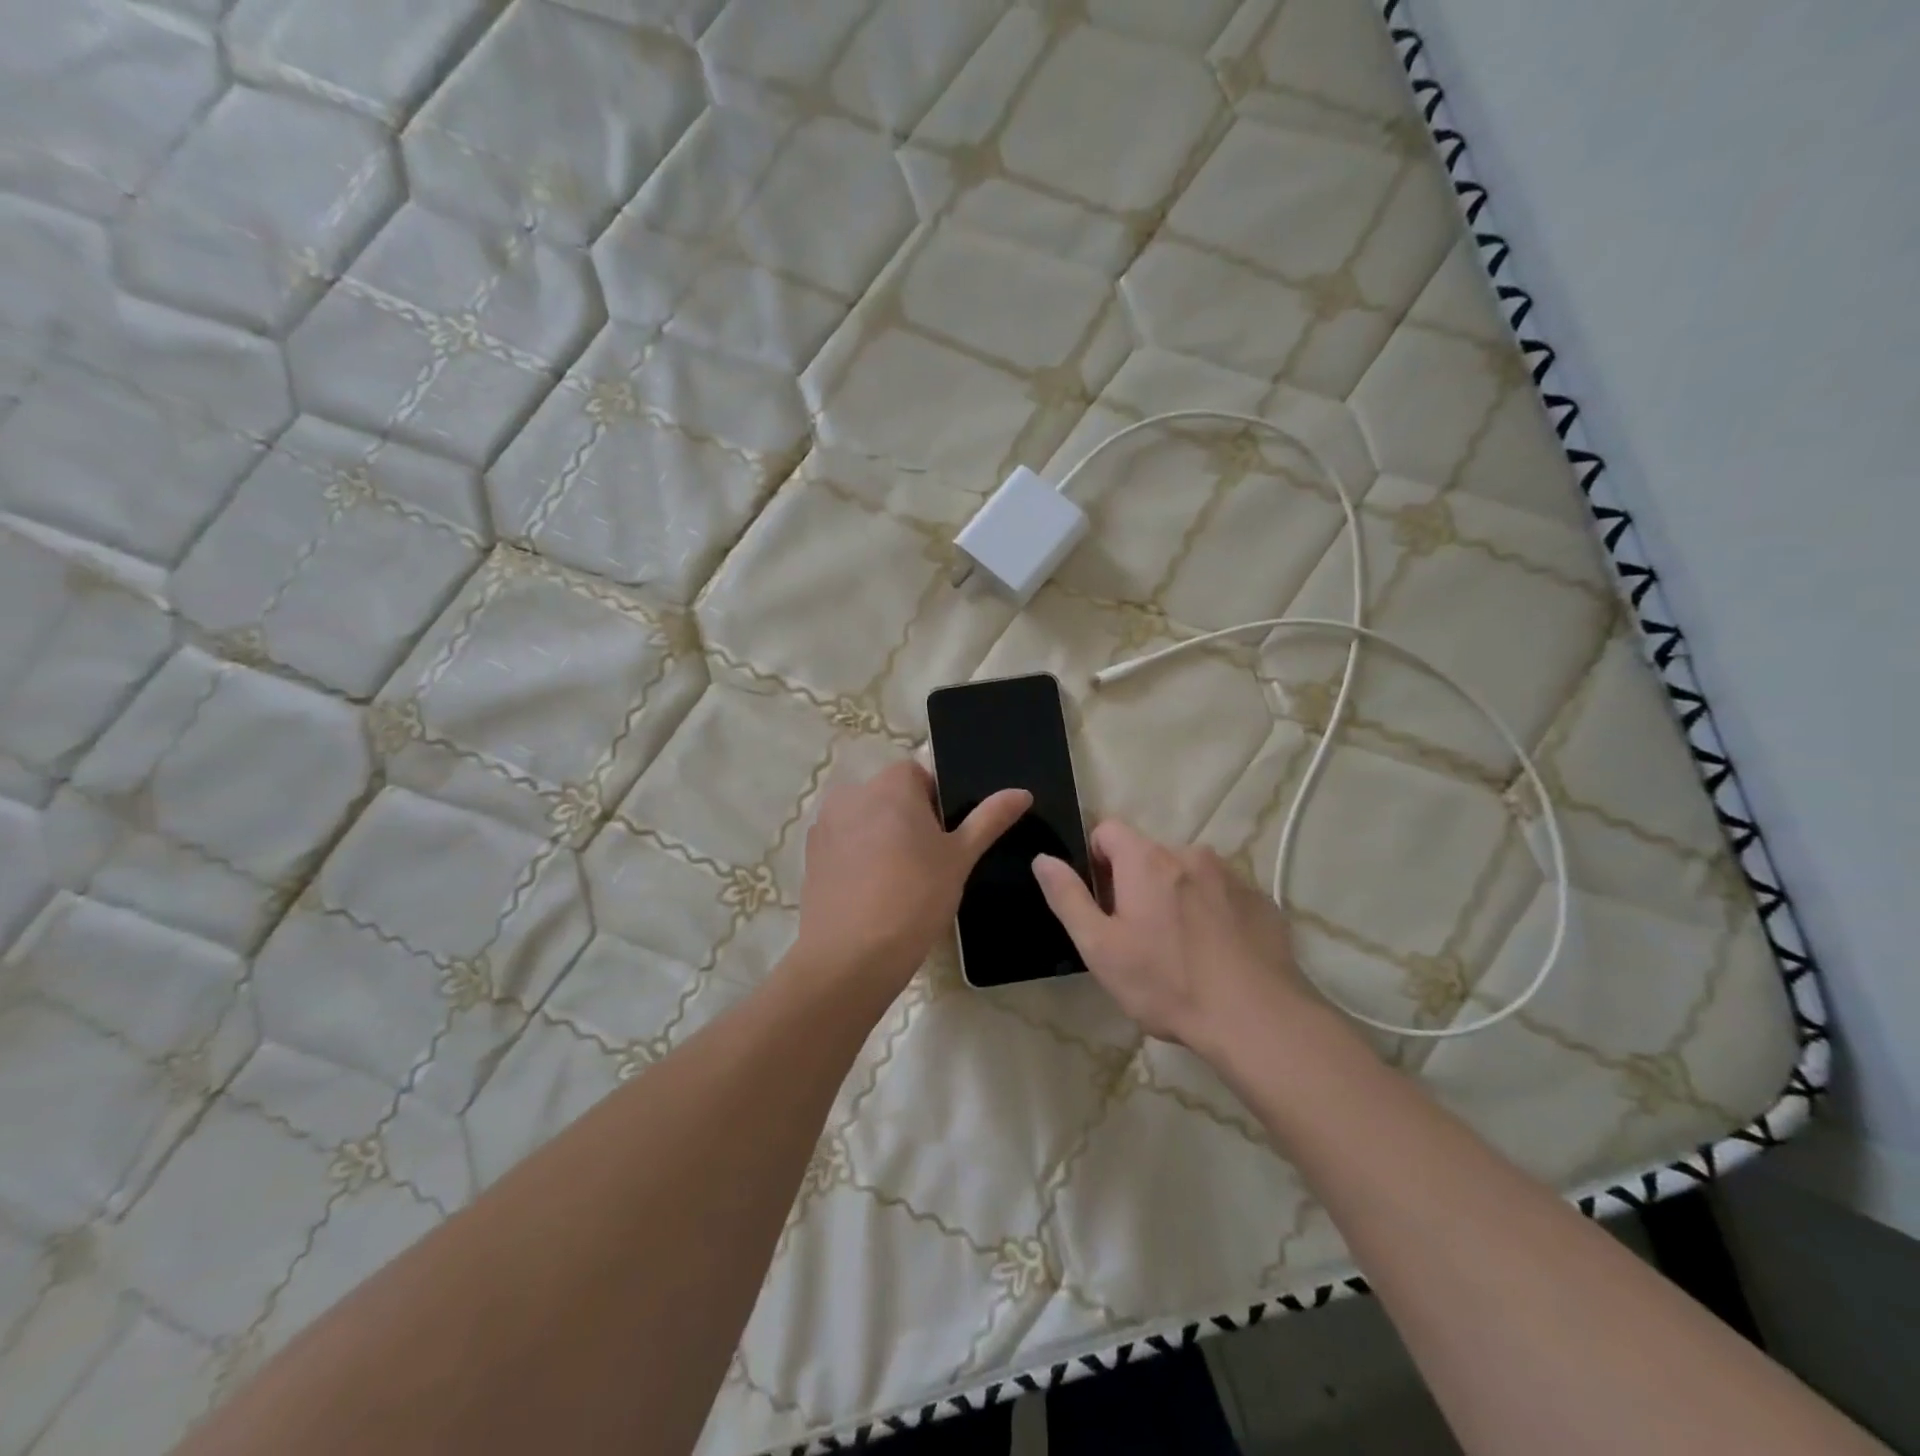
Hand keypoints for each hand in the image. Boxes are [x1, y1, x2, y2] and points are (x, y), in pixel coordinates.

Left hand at [793, 761, 1029, 999]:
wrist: (851, 955)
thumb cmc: (915, 897)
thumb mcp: (961, 857)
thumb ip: (989, 819)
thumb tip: (1022, 792)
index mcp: (891, 784)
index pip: (919, 775)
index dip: (936, 804)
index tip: (945, 840)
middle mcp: (852, 793)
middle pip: (890, 796)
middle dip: (908, 820)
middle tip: (928, 863)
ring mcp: (825, 824)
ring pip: (865, 821)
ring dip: (881, 838)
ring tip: (899, 882)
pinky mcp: (810, 856)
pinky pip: (844, 845)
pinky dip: (858, 858)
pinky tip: (872, 893)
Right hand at [1032, 820, 1309, 1054]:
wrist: (1258, 1020)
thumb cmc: (1167, 983)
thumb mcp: (1100, 948)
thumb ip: (1068, 897)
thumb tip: (1043, 858)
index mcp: (1147, 860)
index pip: (1108, 829)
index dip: (1096, 860)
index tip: (1103, 902)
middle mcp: (1190, 853)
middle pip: (1149, 855)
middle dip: (1137, 885)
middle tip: (1139, 937)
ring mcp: (1231, 875)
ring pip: (1187, 875)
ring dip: (1176, 898)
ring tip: (1182, 951)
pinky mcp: (1262, 900)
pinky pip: (1223, 895)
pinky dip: (1212, 913)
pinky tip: (1216, 955)